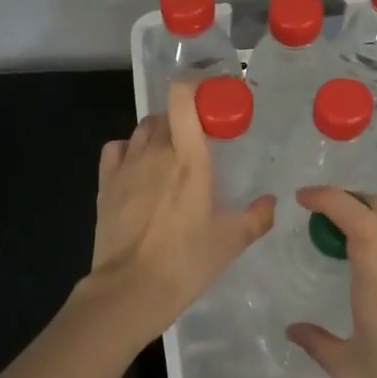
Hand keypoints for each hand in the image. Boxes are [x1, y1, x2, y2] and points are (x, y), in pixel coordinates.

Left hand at [85, 81, 274, 338]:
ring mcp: (127, 166)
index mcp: (189, 159)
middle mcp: (156, 152)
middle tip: (199, 141)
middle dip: (183, 119)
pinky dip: (128, 149)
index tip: (211, 98)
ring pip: (142, 129)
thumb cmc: (187, 262)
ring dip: (158, 133)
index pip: (183, 99)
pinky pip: (116, 149)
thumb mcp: (231, 241)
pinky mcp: (106, 183)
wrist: (131, 290)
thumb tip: (271, 202)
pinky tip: (138, 167)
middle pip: (166, 115)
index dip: (195, 87)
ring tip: (170, 156)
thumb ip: (257, 217)